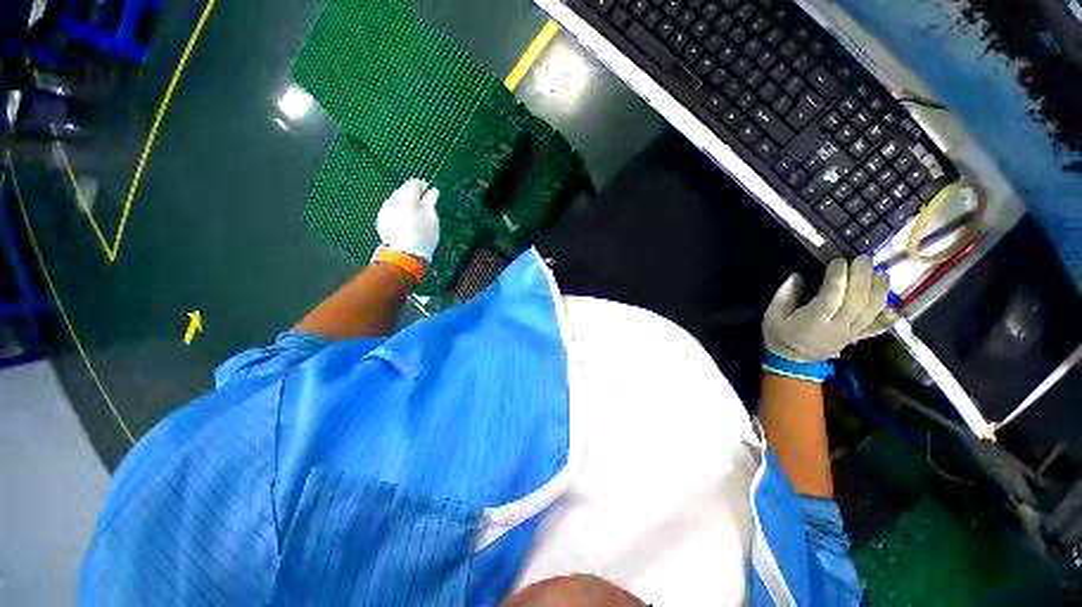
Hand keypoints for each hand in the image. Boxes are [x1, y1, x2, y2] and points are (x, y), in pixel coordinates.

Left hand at [377, 179, 439, 261]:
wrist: (404, 255)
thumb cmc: (422, 236)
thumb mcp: (432, 218)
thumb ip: (430, 203)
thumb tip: (432, 192)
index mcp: (406, 197)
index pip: (414, 184)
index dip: (423, 187)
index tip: (430, 194)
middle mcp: (392, 200)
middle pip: (403, 192)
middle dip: (413, 196)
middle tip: (424, 207)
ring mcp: (385, 211)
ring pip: (397, 202)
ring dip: (406, 205)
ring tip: (416, 217)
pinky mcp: (382, 221)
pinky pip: (392, 212)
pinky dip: (400, 214)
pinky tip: (407, 224)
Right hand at [763, 256, 893, 363]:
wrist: (792, 361)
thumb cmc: (779, 335)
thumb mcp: (772, 315)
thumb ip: (785, 295)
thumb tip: (798, 276)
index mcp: (813, 321)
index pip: (832, 296)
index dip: (838, 277)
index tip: (838, 261)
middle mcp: (837, 327)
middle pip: (857, 301)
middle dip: (863, 277)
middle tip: (863, 259)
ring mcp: (851, 333)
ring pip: (872, 311)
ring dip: (880, 291)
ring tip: (880, 274)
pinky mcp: (857, 337)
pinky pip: (877, 327)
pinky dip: (887, 318)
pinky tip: (893, 307)